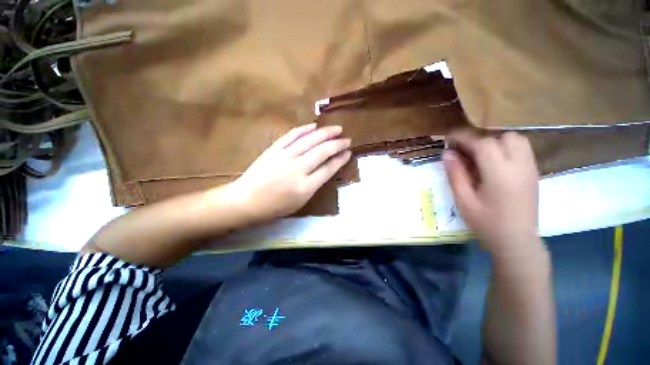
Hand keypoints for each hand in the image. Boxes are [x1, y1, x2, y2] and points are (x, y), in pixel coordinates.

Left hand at [225, 123, 350, 222]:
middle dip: (337, 144)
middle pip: (322, 151)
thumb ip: (314, 185)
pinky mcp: (274, 150)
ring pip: (309, 140)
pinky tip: (313, 126)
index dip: (340, 159)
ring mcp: (285, 157)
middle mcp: (298, 170)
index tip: (348, 153)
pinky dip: (303, 129)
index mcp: (305, 187)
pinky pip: (291, 136)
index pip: (328, 169)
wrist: (246, 200)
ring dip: (325, 133)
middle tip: (347, 139)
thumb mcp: (299, 203)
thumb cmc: (275, 207)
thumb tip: (326, 169)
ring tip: (337, 128)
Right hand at [443, 130, 539, 253]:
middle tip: (464, 150)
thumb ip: (455, 174)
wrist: (516, 240)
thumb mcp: (463, 199)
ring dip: (495, 141)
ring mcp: (530, 168)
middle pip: (502, 136)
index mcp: (500, 173)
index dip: (463, 137)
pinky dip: (506, 147)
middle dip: (480, 139)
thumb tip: (447, 153)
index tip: (449, 138)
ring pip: (516, 139)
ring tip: (479, 155)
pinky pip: (522, 148)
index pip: (482, 143)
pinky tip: (493, 162)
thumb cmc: (486, 222)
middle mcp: (519, 165)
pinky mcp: (534, 172)